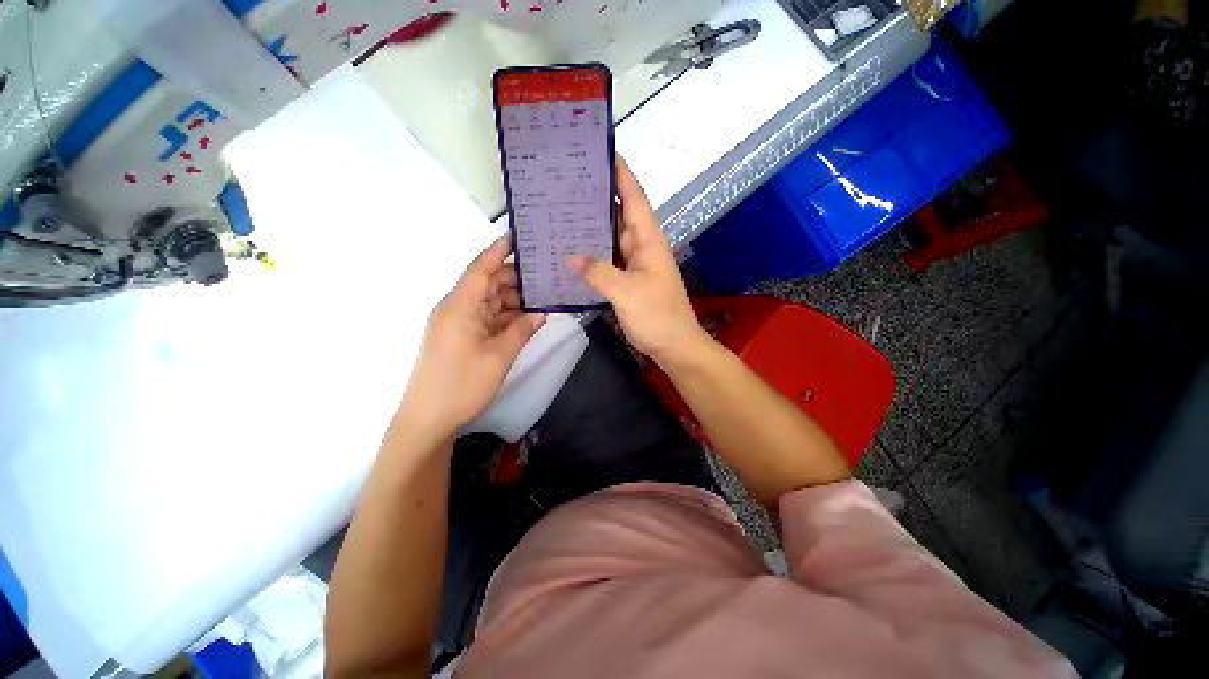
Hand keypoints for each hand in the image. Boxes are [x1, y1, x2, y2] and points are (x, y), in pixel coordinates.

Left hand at [400, 236, 544, 438]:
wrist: (429, 420)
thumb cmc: (462, 385)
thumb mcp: (499, 356)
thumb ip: (522, 330)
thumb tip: (541, 312)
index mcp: (460, 306)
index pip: (481, 268)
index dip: (499, 250)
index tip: (520, 235)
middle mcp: (457, 308)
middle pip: (488, 283)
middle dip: (517, 278)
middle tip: (547, 274)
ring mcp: (459, 323)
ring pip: (491, 301)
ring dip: (515, 299)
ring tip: (545, 295)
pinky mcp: (462, 336)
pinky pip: (488, 318)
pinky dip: (507, 316)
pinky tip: (529, 317)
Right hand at [570, 156, 705, 365]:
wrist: (674, 346)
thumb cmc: (658, 316)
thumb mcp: (627, 292)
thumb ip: (598, 273)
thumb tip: (570, 257)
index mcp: (648, 240)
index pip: (634, 198)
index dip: (620, 173)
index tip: (601, 152)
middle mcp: (641, 247)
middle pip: (618, 215)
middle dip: (596, 198)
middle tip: (565, 184)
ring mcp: (634, 265)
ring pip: (609, 239)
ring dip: (590, 229)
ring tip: (561, 214)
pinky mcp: (627, 281)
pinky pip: (606, 262)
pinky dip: (591, 256)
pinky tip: (570, 254)